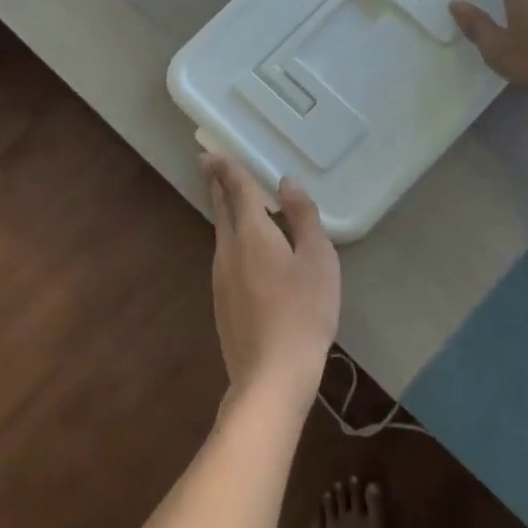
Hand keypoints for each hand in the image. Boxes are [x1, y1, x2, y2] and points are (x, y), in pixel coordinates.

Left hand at [204, 154, 339, 408]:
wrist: (271, 374)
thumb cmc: (303, 311)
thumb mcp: (317, 259)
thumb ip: (303, 217)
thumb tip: (288, 183)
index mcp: (251, 234)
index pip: (236, 191)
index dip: (227, 169)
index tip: (212, 152)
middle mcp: (228, 250)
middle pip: (221, 209)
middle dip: (216, 184)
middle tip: (209, 164)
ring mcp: (221, 278)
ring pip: (221, 233)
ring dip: (223, 210)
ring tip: (229, 197)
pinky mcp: (222, 301)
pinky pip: (225, 255)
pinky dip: (231, 237)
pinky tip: (243, 247)